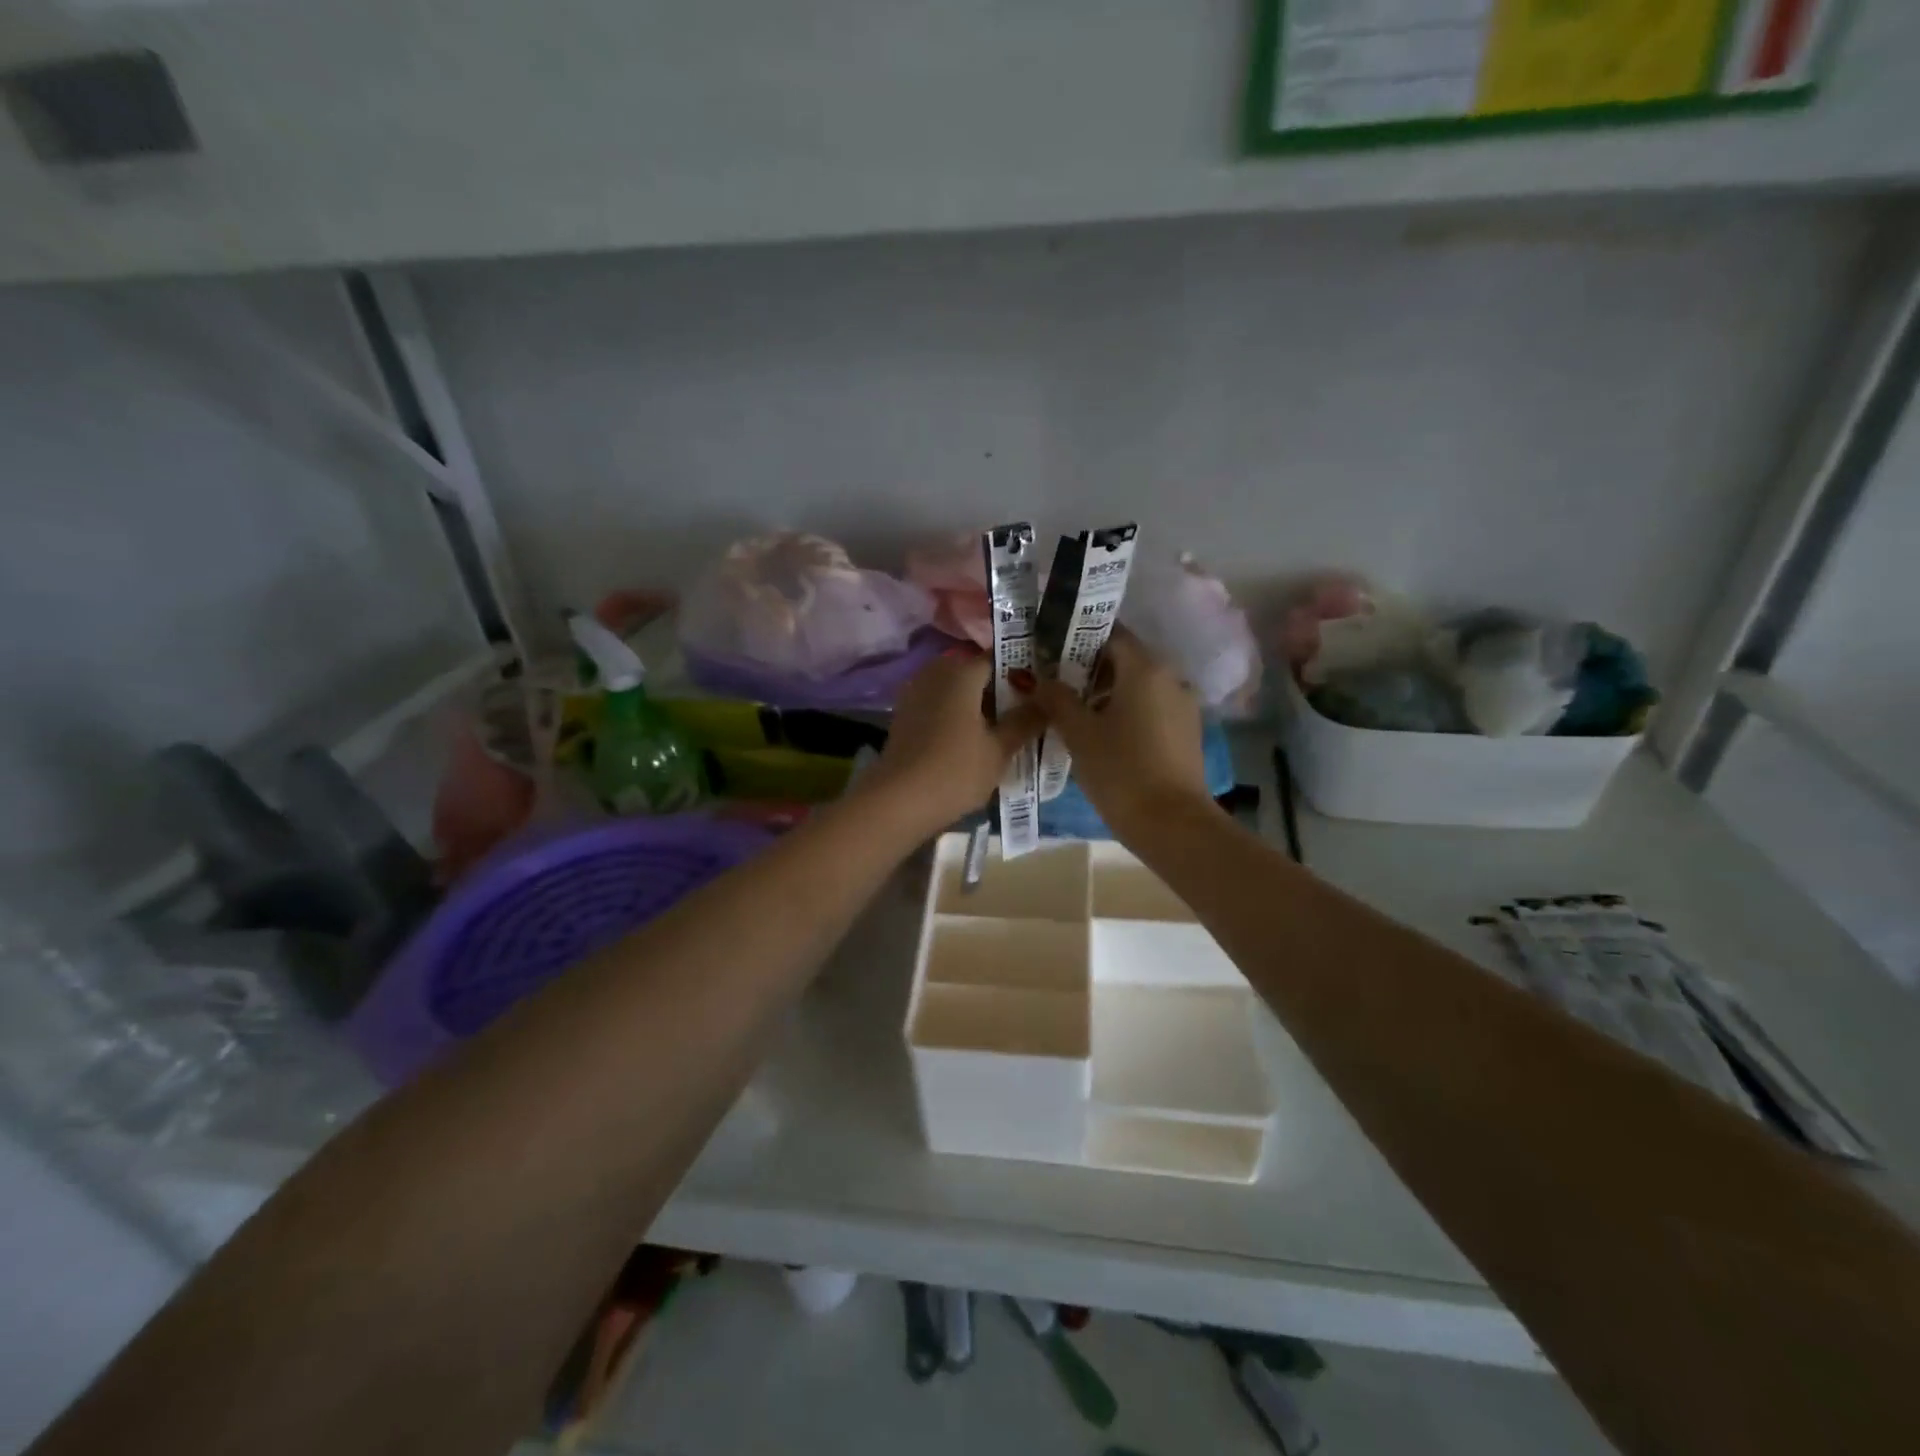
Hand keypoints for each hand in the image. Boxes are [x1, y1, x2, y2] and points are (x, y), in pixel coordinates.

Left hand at [863, 653, 1040, 835]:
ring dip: (978, 705)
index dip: (1023, 673)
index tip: (1042, 692)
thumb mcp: (1000, 749)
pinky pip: (940, 706)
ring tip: (1003, 730)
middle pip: (976, 673)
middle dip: (1000, 690)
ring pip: (957, 690)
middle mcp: (936, 673)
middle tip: (1027, 714)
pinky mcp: (905, 716)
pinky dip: (958, 716)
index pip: (999, 658)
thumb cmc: (955, 771)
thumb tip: (1049, 699)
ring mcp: (916, 693)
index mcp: (961, 672)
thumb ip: (1026, 720)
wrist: (898, 802)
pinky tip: (973, 740)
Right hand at [1033, 630, 1212, 837]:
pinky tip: (1103, 735)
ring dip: (1107, 692)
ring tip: (1074, 714)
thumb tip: (1036, 679)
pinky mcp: (1186, 732)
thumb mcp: (1079, 734)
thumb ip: (1056, 699)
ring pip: (1139, 685)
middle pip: (1125, 659)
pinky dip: (1127, 711)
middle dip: (1089, 668)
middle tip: (1055, 685)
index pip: (1111, 634)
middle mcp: (1170, 677)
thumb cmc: (1121, 771)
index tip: (1051, 652)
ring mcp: (1183, 705)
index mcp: (1145, 668)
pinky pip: (1151, 708)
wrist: (1173, 824)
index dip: (1078, 639)